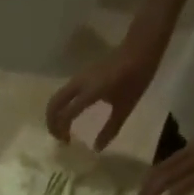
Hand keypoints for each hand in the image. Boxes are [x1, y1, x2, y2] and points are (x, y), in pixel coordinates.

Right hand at [45, 43, 162, 150]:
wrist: (141, 46)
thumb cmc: (136, 76)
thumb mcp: (126, 106)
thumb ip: (110, 128)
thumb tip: (97, 148)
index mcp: (90, 92)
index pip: (65, 114)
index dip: (62, 131)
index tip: (68, 143)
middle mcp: (80, 84)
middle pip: (53, 104)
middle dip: (52, 123)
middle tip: (59, 137)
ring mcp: (79, 78)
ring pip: (57, 98)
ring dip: (55, 114)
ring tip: (64, 128)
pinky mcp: (82, 76)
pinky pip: (64, 93)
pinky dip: (61, 106)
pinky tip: (72, 114)